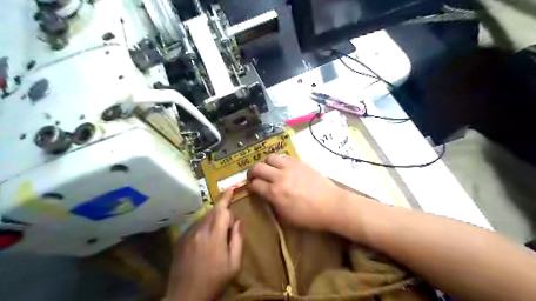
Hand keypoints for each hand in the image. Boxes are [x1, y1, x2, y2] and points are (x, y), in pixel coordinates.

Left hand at [166, 189, 243, 300]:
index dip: (226, 197)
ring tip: (217, 235)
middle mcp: (199, 231)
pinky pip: (195, 226)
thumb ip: (237, 240)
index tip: (231, 188)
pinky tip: (205, 241)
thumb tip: (238, 222)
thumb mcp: (234, 264)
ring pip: (203, 218)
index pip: (221, 210)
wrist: (185, 297)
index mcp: (214, 236)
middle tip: (228, 225)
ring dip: (212, 219)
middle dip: (222, 211)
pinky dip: (203, 226)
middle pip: (212, 211)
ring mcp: (188, 235)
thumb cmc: (214, 281)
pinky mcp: (180, 240)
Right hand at [246, 155, 347, 230]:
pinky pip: (284, 157)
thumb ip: (273, 204)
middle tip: (255, 176)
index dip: (251, 186)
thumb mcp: (286, 217)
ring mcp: (290, 167)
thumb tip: (266, 195)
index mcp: (275, 193)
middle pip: (258, 167)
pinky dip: (280, 161)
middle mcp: (279, 177)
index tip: (252, 187)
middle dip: (252, 172)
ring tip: (269, 169)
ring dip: (266, 163)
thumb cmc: (309, 217)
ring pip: (270, 157)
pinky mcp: (300, 162)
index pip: (255, 184)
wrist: (331, 205)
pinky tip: (283, 167)